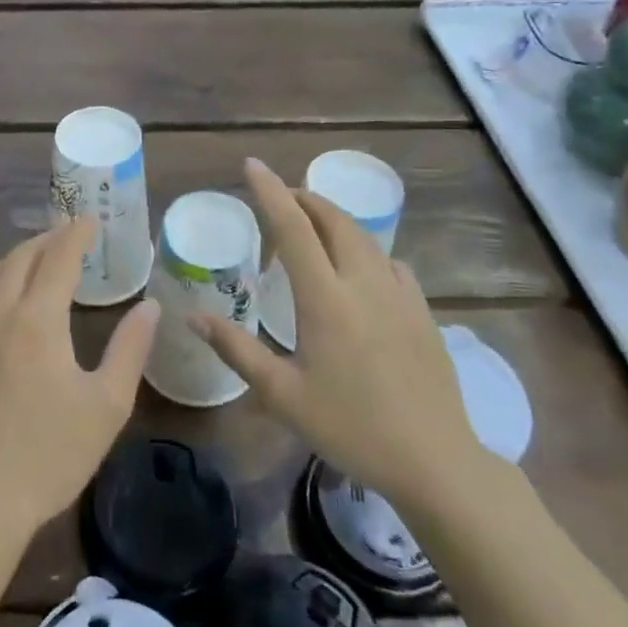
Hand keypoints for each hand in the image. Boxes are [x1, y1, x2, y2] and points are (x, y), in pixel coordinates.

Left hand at [0, 218, 158, 545]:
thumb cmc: (50, 454)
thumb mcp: (106, 405)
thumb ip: (130, 348)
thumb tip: (149, 306)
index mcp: (36, 320)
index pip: (59, 258)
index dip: (76, 234)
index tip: (89, 219)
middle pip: (20, 258)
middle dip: (46, 239)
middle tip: (66, 234)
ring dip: (16, 258)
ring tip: (35, 258)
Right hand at [194, 158, 486, 512]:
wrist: (434, 461)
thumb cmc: (350, 427)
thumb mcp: (282, 395)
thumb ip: (237, 350)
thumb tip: (193, 317)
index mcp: (326, 299)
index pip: (294, 228)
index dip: (270, 192)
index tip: (252, 165)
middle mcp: (363, 284)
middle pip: (334, 220)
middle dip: (305, 199)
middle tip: (280, 197)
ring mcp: (399, 295)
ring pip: (364, 238)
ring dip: (334, 220)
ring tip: (312, 225)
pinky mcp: (422, 312)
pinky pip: (390, 262)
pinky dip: (365, 250)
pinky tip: (359, 270)